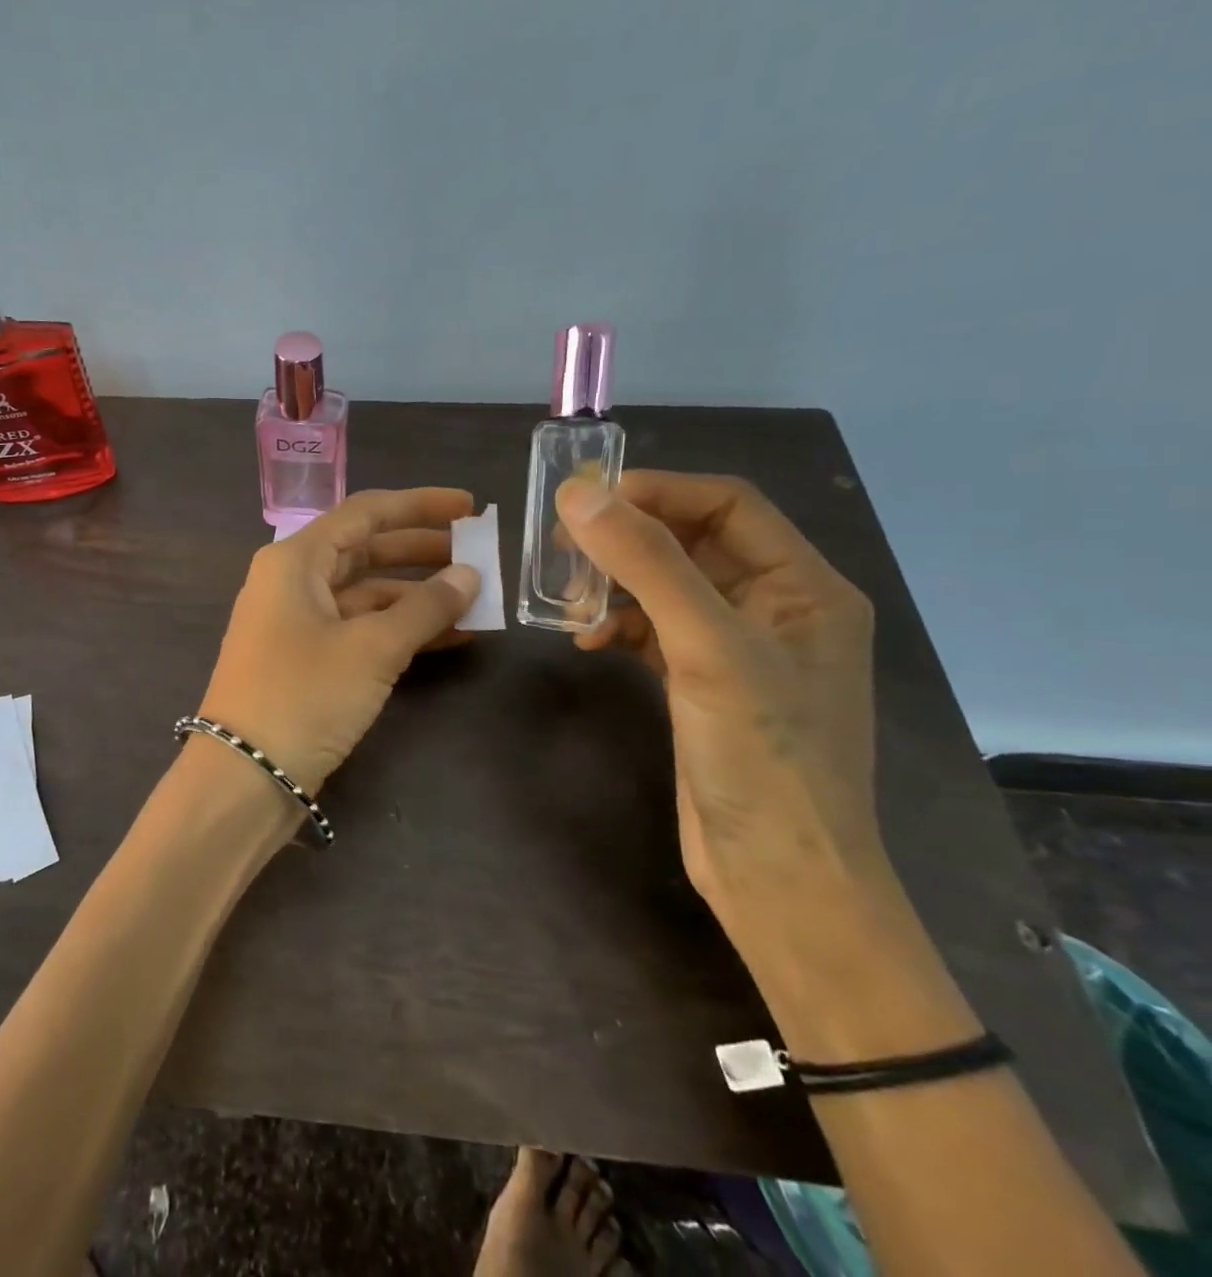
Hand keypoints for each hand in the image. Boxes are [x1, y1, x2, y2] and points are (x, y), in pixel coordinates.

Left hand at [199, 488, 480, 796]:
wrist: (245, 775)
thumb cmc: (304, 695)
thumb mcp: (372, 648)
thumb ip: (425, 607)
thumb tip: (469, 575)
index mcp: (296, 559)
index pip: (364, 513)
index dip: (420, 505)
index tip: (471, 508)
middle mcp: (293, 581)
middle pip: (366, 551)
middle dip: (423, 551)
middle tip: (479, 555)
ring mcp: (297, 622)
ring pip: (367, 594)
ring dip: (418, 597)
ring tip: (477, 600)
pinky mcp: (307, 660)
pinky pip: (360, 629)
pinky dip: (401, 630)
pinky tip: (451, 637)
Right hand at [557, 471, 887, 956]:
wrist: (777, 875)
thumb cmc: (761, 755)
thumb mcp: (706, 647)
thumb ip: (646, 564)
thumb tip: (579, 495)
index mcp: (805, 587)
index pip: (728, 505)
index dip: (659, 491)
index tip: (587, 499)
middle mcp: (777, 608)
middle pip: (693, 543)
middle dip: (629, 539)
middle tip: (562, 545)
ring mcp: (739, 649)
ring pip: (668, 587)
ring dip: (617, 584)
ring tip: (569, 600)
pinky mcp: (704, 685)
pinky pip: (655, 631)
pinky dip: (619, 626)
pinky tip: (589, 641)